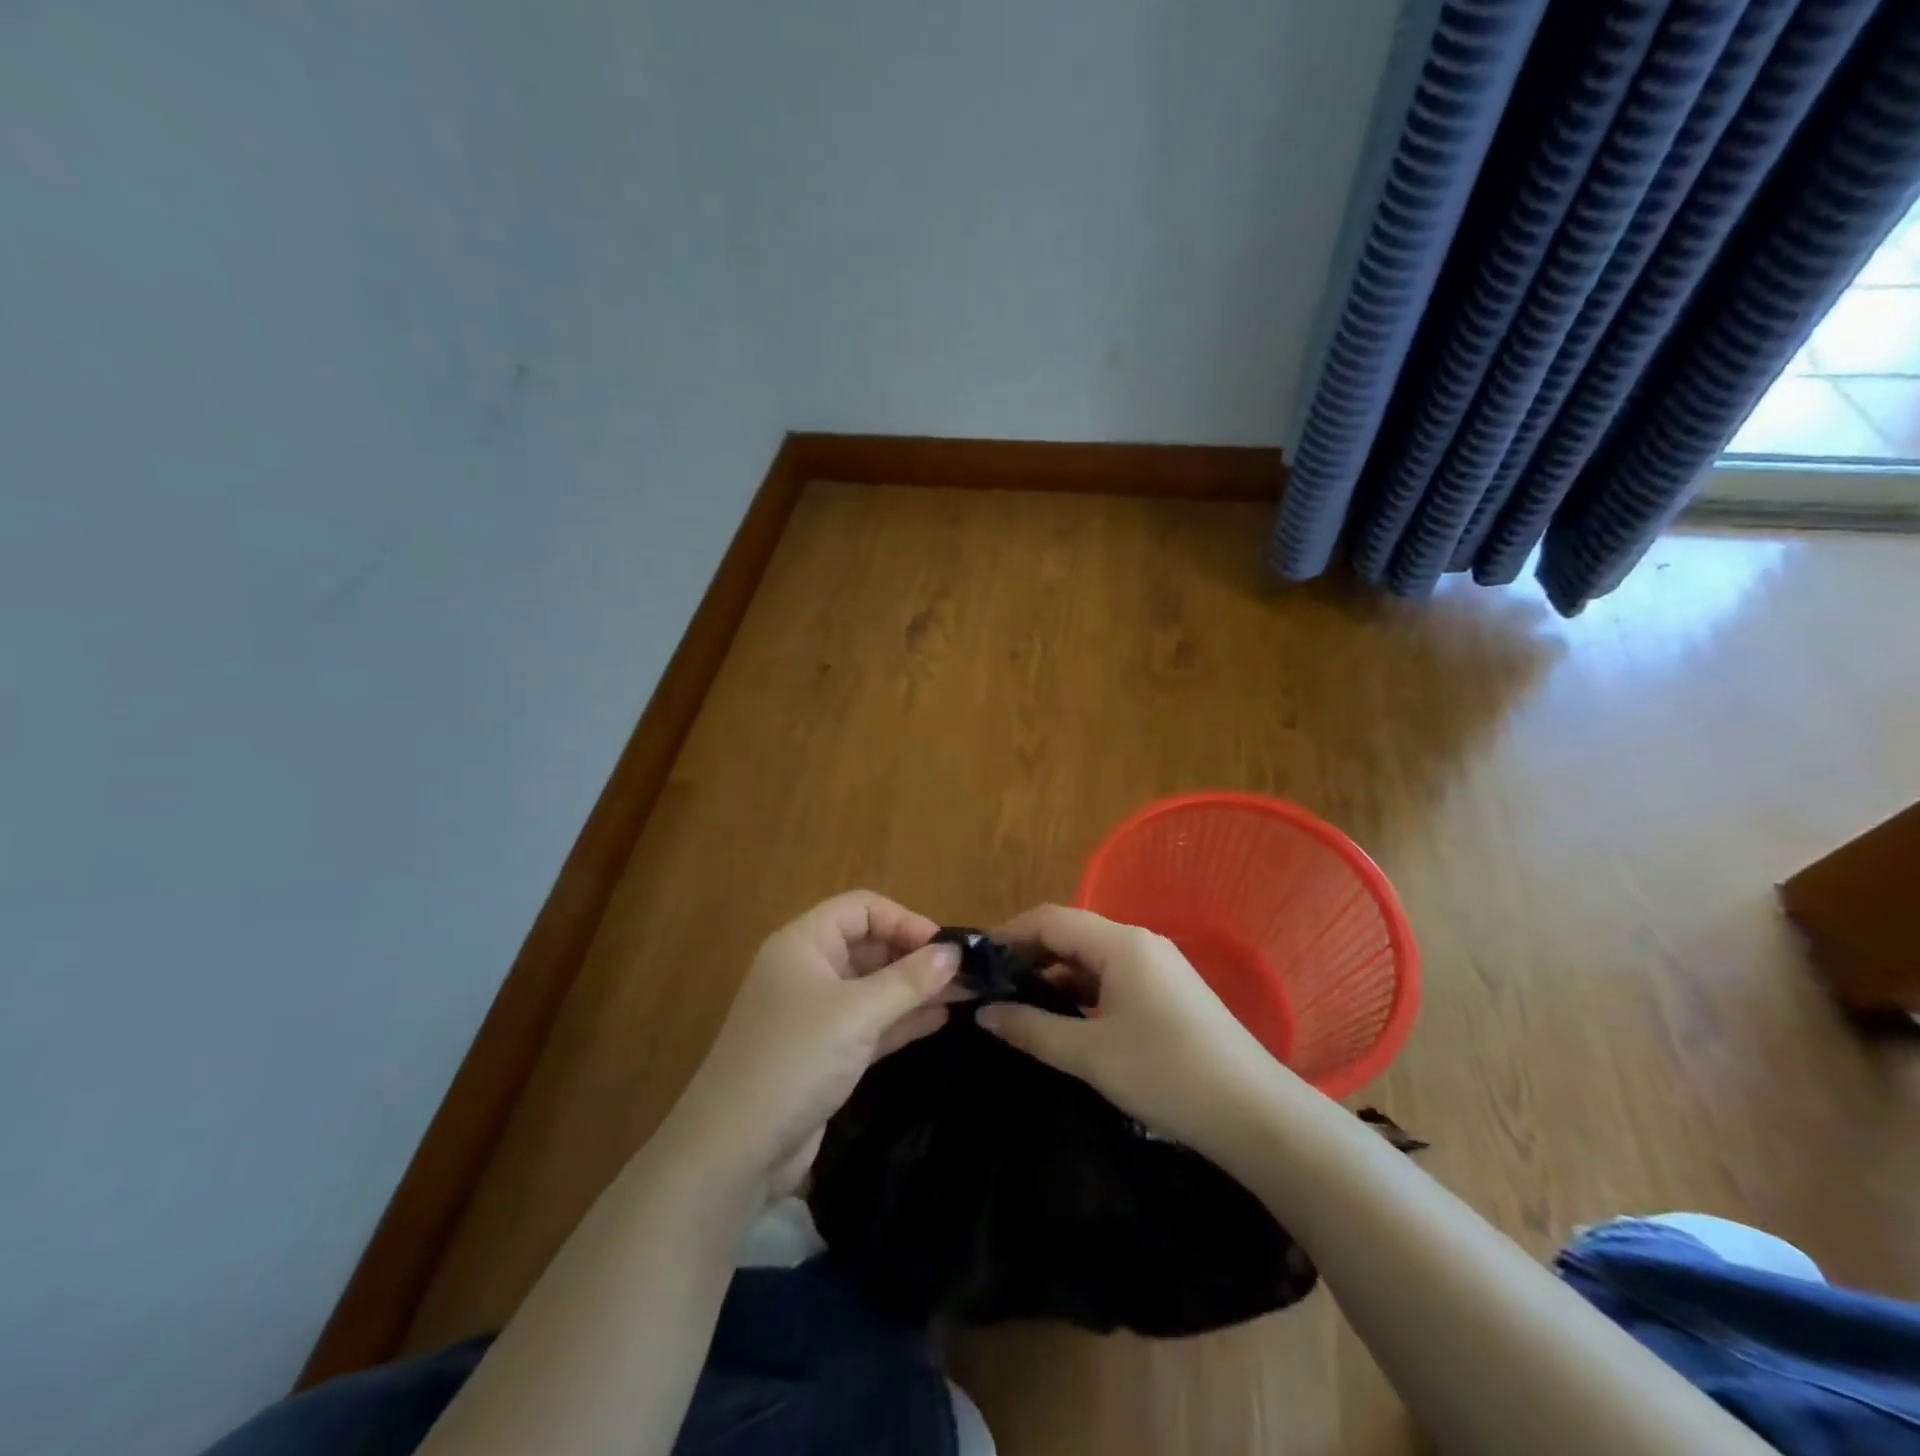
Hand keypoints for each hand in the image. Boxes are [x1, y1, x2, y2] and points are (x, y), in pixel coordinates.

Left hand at [660, 891, 961, 1202]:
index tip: (945, 947)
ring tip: (967, 993)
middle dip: (916, 956)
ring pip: (874, 987)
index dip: (904, 920)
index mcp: (804, 943)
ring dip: (916, 988)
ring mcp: (816, 1013)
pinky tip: (941, 1019)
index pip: (862, 909)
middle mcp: (808, 970)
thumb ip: (909, 980)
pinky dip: (902, 1018)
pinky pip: (871, 1022)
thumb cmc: (795, 1060)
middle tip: (966, 973)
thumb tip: (954, 953)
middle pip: (870, 946)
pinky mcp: (825, 1052)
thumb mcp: (857, 1013)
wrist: (735, 1150)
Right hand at [978, 904, 1294, 1150]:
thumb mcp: (1090, 1054)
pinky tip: (1065, 1020)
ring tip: (1019, 1004)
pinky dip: (1082, 991)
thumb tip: (984, 1012)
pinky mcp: (1169, 992)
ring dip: (1055, 975)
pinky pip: (1113, 978)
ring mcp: (1158, 966)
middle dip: (1028, 955)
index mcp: (1120, 943)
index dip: (1009, 934)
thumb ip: (1032, 1029)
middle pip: (1071, 933)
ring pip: (1092, 958)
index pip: (1050, 918)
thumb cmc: (1166, 1074)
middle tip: (991, 987)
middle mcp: (1139, 943)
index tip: (975, 961)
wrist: (1254, 1114)